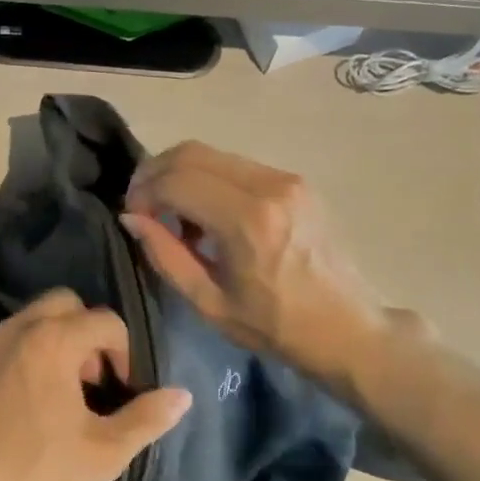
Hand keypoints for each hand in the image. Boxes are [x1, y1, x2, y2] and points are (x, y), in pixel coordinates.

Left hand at [0, 290, 192, 480]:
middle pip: (65, 302)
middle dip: (88, 330)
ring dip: (56, 340)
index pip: (106, 320)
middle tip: (93, 378)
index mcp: (53, 339)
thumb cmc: (36, 469)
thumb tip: (183, 395)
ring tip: (63, 390)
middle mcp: (17, 328)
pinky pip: (5, 344)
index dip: (125, 351)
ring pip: (31, 318)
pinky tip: (26, 401)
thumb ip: (147, 418)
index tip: (122, 389)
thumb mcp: (103, 452)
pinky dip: (25, 356)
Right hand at [121, 142, 390, 390]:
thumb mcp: (208, 302)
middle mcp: (268, 186)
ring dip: (181, 175)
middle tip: (143, 205)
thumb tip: (132, 217)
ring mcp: (286, 178)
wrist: (348, 327)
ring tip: (174, 215)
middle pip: (190, 153)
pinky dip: (208, 179)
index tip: (133, 217)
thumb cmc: (274, 326)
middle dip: (155, 173)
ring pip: (212, 154)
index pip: (175, 180)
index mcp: (246, 221)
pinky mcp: (295, 180)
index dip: (143, 193)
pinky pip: (235, 165)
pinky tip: (206, 214)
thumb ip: (165, 255)